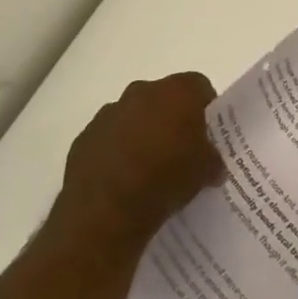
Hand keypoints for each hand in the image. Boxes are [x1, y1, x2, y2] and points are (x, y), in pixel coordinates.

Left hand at [49, 73, 226, 252]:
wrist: (106, 212)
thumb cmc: (166, 178)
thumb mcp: (205, 171)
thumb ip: (213, 160)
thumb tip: (214, 167)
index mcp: (178, 91)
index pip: (199, 86)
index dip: (205, 108)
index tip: (206, 132)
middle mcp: (142, 91)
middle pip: (164, 98)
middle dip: (171, 118)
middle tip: (179, 148)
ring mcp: (108, 113)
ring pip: (133, 116)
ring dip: (141, 132)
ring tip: (147, 167)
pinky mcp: (83, 138)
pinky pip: (107, 138)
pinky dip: (115, 151)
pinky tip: (121, 178)